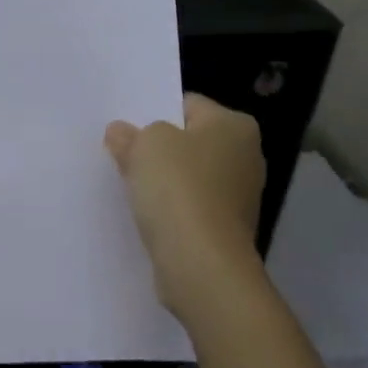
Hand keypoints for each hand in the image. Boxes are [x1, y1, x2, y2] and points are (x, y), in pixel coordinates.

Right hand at [104, 92, 266, 319]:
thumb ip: (131, 134)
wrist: (200, 262)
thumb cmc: (178, 188)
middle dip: (159, 149)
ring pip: (189, 177)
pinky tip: (147, 216)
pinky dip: (171, 211)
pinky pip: (190, 209)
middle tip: (122, 155)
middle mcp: (246, 156)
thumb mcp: (145, 146)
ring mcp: (239, 196)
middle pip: (190, 142)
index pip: (188, 105)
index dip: (154, 112)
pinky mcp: (226, 229)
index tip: (127, 129)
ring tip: (130, 188)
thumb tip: (121, 133)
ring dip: (163, 183)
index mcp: (235, 125)